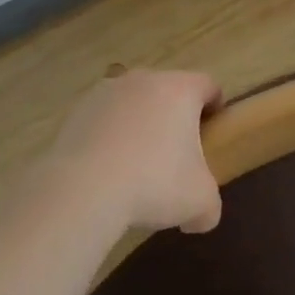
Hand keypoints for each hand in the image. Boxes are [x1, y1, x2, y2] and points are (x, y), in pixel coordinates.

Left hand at [49, 70, 223, 233]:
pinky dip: (109, 135)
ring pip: (134, 102)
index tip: (212, 132)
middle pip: (168, 91)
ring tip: (136, 164)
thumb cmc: (154, 184)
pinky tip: (106, 168)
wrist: (84, 188)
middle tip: (176, 154)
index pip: (208, 85)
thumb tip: (201, 215)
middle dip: (174, 117)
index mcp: (180, 89)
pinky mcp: (80, 109)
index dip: (215, 107)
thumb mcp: (200, 202)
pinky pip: (104, 118)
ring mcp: (108, 90)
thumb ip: (210, 205)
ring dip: (139, 124)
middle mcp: (145, 78)